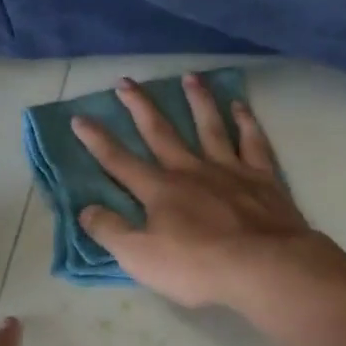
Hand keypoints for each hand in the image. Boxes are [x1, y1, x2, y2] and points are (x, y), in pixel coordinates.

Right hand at [71, 74, 333, 311]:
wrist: (265, 267)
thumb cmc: (198, 266)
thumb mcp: (140, 258)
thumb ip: (110, 231)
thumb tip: (85, 210)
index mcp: (159, 190)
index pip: (119, 161)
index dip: (97, 141)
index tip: (79, 118)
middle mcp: (191, 171)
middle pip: (160, 132)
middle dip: (140, 107)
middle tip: (125, 81)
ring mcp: (229, 170)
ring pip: (209, 126)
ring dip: (197, 101)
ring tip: (189, 77)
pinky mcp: (263, 178)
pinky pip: (252, 141)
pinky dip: (246, 121)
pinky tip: (240, 106)